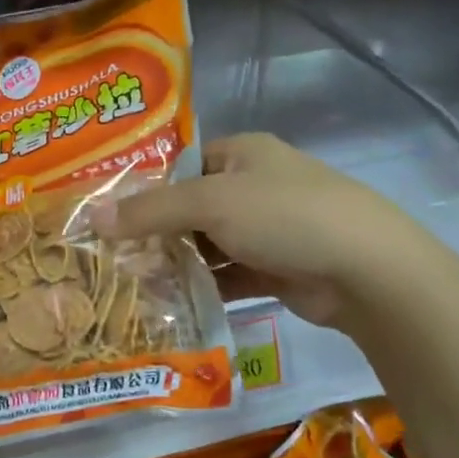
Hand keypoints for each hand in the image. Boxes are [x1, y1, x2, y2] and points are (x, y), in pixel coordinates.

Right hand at [92, 133, 448, 327]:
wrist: (367, 271)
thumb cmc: (284, 215)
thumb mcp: (210, 202)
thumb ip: (150, 210)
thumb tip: (91, 217)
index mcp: (242, 154)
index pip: (180, 164)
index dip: (144, 186)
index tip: (106, 213)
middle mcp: (254, 186)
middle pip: (190, 207)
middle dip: (155, 231)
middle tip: (112, 255)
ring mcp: (267, 230)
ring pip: (207, 244)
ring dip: (176, 262)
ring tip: (132, 282)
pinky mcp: (275, 269)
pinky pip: (227, 274)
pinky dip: (202, 286)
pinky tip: (170, 303)